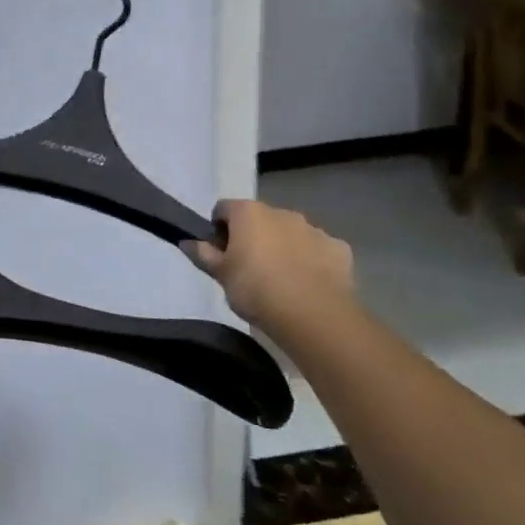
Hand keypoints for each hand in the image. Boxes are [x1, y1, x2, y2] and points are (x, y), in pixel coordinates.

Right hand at [181, 199, 358, 347]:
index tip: (220, 254)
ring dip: (283, 247)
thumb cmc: (256, 289)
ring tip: (280, 281)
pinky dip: (311, 261)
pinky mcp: (338, 248)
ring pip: (290, 233)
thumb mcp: (221, 275)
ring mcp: (313, 229)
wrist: (313, 315)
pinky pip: (318, 250)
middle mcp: (282, 212)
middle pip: (260, 219)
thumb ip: (202, 254)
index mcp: (249, 212)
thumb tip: (186, 241)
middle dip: (253, 237)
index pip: (224, 208)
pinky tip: (308, 285)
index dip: (219, 229)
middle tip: (248, 270)